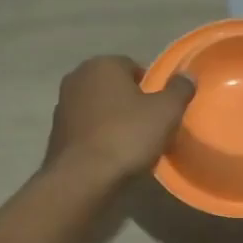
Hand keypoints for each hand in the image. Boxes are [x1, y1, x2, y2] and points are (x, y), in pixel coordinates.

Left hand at [44, 55, 194, 184]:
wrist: (81, 178)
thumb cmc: (126, 136)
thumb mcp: (166, 111)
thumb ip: (179, 89)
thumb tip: (187, 76)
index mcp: (102, 64)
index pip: (134, 67)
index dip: (151, 88)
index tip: (161, 110)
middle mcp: (77, 77)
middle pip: (114, 87)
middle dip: (130, 102)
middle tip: (149, 126)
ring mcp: (62, 105)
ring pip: (99, 107)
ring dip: (113, 119)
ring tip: (131, 143)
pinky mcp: (55, 132)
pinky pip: (86, 128)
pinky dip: (98, 136)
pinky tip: (111, 155)